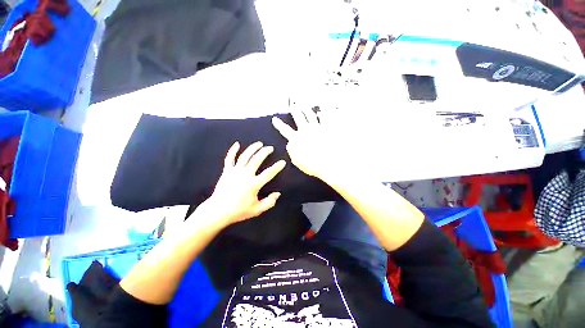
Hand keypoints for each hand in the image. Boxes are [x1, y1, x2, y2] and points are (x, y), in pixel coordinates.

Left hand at [201, 141, 285, 226]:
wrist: (218, 211)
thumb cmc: (238, 211)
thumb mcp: (257, 210)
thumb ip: (269, 202)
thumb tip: (278, 194)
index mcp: (253, 184)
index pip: (269, 173)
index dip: (277, 167)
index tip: (282, 162)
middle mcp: (245, 175)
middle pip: (257, 159)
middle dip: (265, 152)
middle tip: (270, 148)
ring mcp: (235, 171)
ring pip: (245, 156)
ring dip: (253, 148)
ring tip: (259, 143)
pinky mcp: (226, 171)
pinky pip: (229, 158)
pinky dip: (232, 150)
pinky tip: (237, 144)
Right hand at [272, 109, 337, 180]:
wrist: (327, 164)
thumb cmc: (311, 165)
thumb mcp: (296, 160)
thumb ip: (291, 150)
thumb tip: (290, 144)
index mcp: (296, 139)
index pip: (285, 129)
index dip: (279, 124)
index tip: (275, 119)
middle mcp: (306, 130)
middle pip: (298, 117)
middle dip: (294, 110)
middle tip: (292, 106)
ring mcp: (317, 128)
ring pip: (310, 115)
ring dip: (306, 109)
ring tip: (304, 105)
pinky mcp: (328, 129)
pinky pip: (326, 118)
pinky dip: (323, 113)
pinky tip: (322, 111)